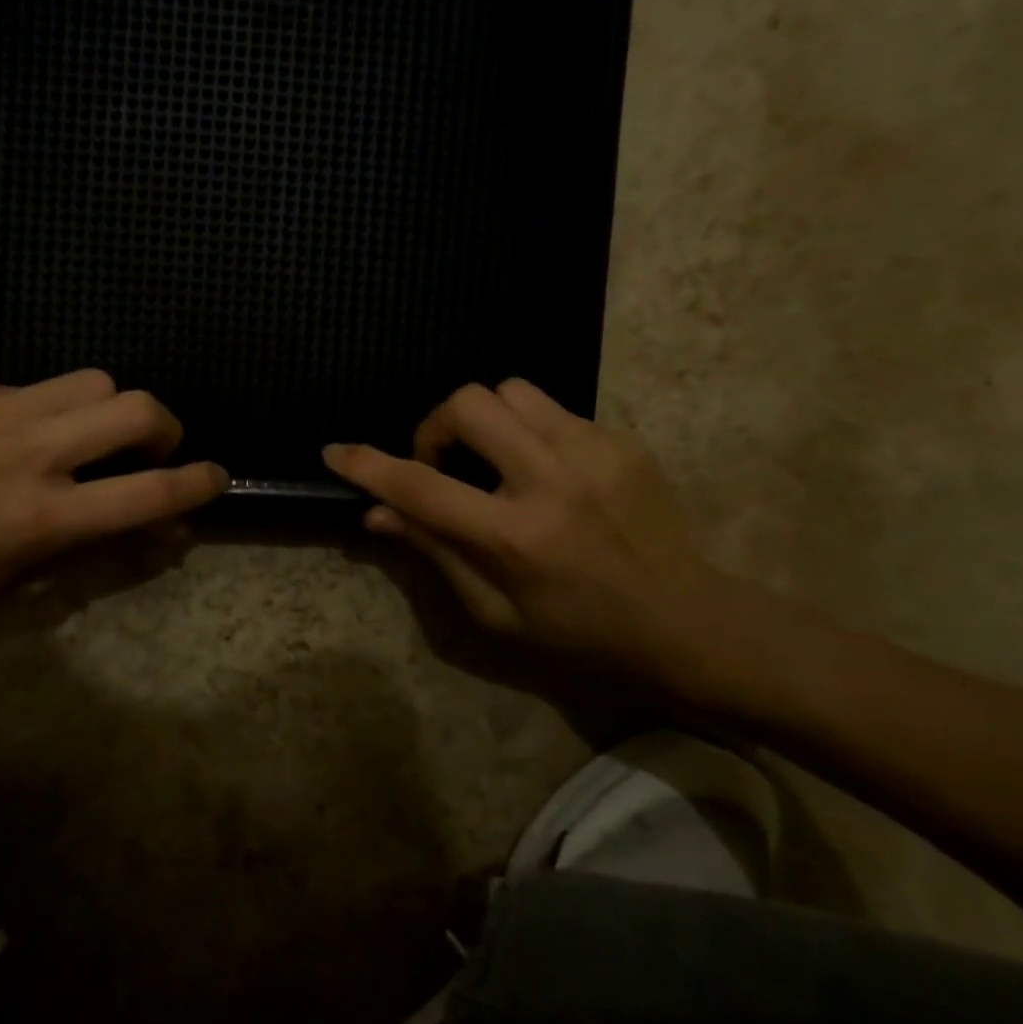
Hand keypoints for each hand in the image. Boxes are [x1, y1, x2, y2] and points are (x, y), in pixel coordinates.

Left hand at [0, 371, 227, 605]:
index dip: (196, 483)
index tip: (216, 478)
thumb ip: (100, 555)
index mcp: (42, 517)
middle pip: (136, 407)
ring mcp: (0, 411)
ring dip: (113, 408)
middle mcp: (31, 454)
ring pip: (96, 379)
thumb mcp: (21, 586)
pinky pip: (40, 386)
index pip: (146, 492)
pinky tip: (21, 436)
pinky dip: (54, 409)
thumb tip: (163, 532)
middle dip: (166, 426)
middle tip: (152, 450)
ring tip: (91, 436)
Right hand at [322, 380, 721, 677]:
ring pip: (511, 390)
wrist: (686, 621)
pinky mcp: (622, 440)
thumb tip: (378, 512)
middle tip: (442, 464)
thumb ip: (434, 552)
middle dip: (437, 427)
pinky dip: (528, 431)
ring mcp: (594, 452)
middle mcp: (553, 481)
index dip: (369, 465)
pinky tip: (543, 470)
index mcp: (516, 537)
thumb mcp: (494, 613)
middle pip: (469, 404)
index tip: (336, 451)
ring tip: (493, 461)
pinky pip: (553, 410)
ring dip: (484, 419)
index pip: (422, 487)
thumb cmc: (579, 632)